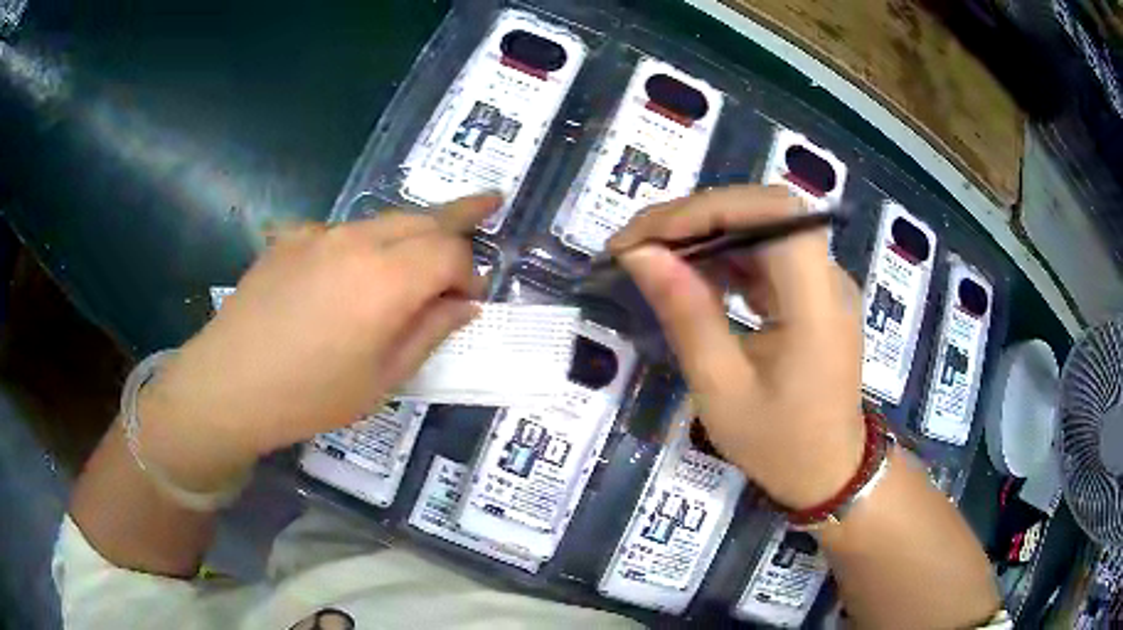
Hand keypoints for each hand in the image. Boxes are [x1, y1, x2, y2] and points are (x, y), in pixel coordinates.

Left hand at [135, 195, 498, 491]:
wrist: (227, 385)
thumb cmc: (309, 396)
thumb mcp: (382, 380)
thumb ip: (430, 332)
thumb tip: (463, 303)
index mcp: (387, 279)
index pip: (452, 252)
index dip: (471, 272)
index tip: (471, 299)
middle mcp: (358, 240)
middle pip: (423, 218)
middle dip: (459, 218)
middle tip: (488, 209)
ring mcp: (319, 234)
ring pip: (384, 220)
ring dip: (412, 231)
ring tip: (424, 247)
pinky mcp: (290, 238)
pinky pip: (341, 232)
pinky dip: (363, 244)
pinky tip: (350, 272)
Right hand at [609, 185, 864, 508]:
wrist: (829, 471)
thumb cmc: (778, 445)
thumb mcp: (720, 391)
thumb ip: (686, 315)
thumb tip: (642, 255)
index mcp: (817, 304)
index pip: (775, 213)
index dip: (711, 208)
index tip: (649, 238)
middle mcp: (829, 278)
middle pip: (766, 210)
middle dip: (698, 216)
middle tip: (639, 244)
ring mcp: (825, 281)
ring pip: (764, 224)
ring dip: (706, 230)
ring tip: (654, 255)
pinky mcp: (814, 291)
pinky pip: (768, 251)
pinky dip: (724, 253)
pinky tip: (692, 272)